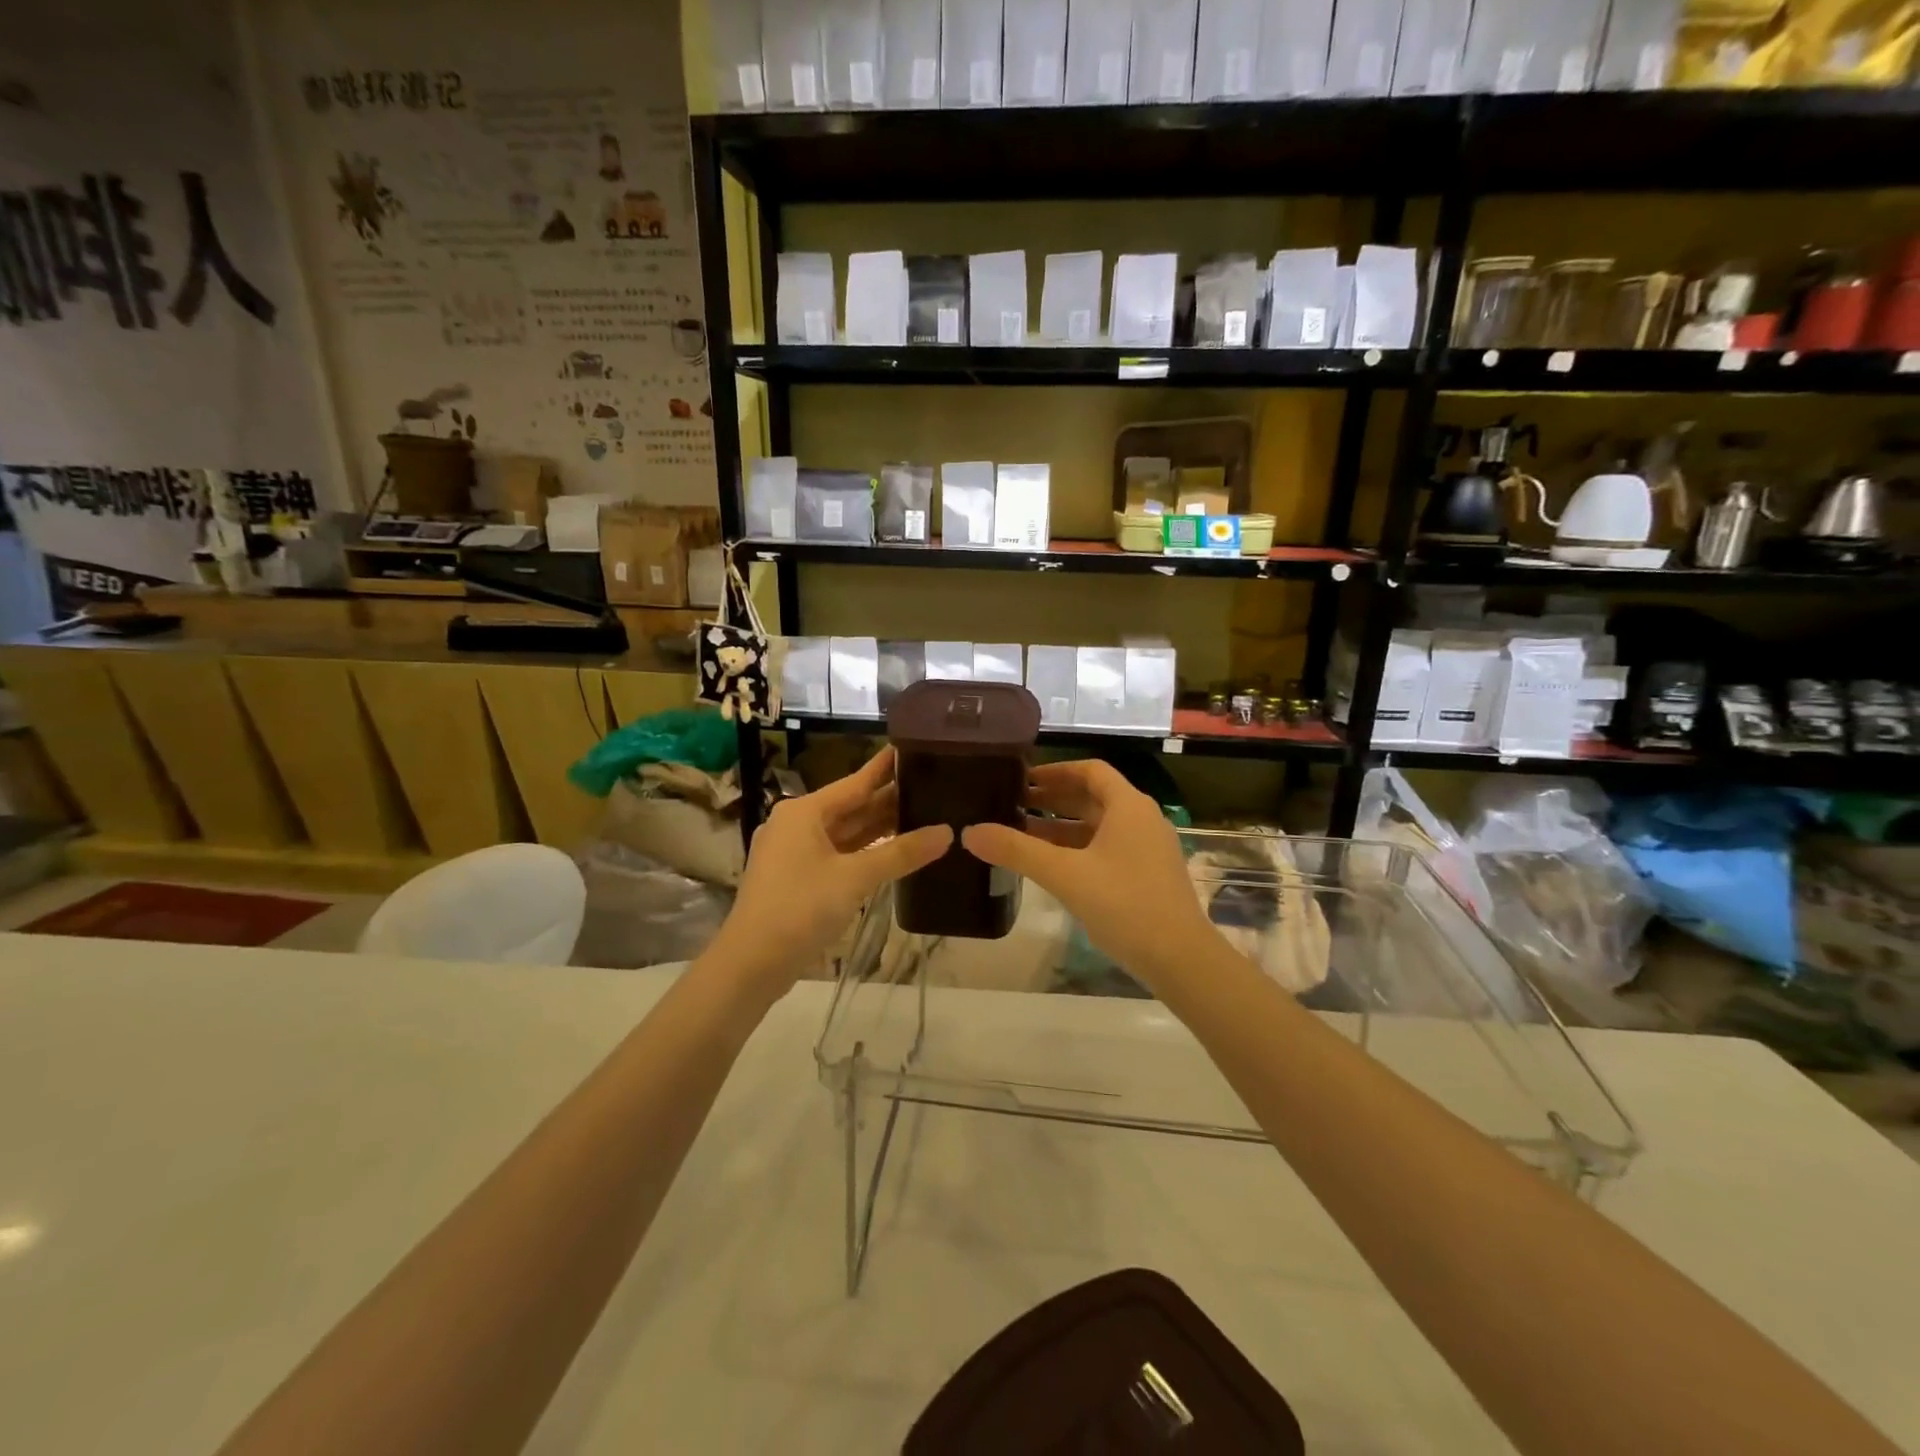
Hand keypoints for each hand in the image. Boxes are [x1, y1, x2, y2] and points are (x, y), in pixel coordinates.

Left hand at [706, 748, 950, 1002]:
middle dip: (888, 800)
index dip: (885, 768)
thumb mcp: (855, 878)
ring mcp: (794, 853)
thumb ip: (901, 853)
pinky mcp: (797, 878)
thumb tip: (946, 832)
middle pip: (850, 807)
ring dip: (878, 828)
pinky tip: (893, 852)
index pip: (855, 782)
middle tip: (931, 785)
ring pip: (844, 833)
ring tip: (921, 814)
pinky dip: (864, 852)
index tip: (911, 747)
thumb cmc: (800, 908)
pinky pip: (838, 854)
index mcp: (804, 812)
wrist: (752, 963)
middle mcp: (796, 824)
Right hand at [962, 760, 1217, 994]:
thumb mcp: (1065, 875)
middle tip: (1013, 805)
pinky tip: (1052, 866)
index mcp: (1128, 806)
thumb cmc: (1124, 905)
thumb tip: (970, 832)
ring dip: (1063, 827)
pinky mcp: (1148, 875)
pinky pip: (1107, 848)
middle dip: (1054, 799)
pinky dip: (1078, 849)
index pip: (1090, 771)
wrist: (1181, 959)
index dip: (1055, 771)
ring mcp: (1148, 848)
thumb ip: (1017, 851)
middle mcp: (1142, 819)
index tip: (1022, 779)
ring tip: (1022, 834)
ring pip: (1099, 826)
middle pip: (1094, 797)